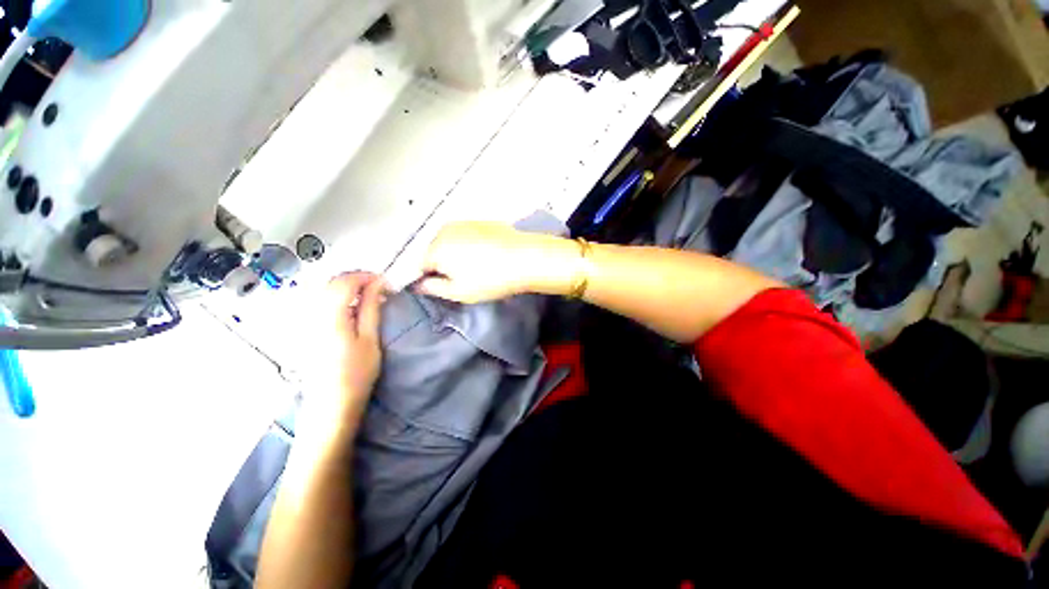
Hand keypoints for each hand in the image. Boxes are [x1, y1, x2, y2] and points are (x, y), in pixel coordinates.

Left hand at [308, 272, 386, 428]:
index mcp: (330, 316)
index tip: (384, 282)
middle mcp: (311, 314)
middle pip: (330, 283)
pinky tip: (349, 309)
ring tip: (366, 296)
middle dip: (355, 279)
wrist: (330, 404)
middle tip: (377, 288)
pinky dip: (335, 297)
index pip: (344, 282)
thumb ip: (371, 308)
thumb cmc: (356, 373)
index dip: (365, 277)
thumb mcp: (370, 339)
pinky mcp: (303, 330)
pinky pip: (317, 302)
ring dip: (345, 287)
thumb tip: (378, 284)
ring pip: (322, 290)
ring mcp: (304, 322)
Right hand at [418, 222, 572, 302]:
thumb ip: (434, 288)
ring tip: (478, 267)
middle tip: (463, 278)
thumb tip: (420, 285)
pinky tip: (487, 256)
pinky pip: (467, 235)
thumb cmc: (492, 278)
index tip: (445, 286)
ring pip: (451, 242)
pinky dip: (470, 245)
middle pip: (435, 251)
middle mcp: (446, 229)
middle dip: (443, 264)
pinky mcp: (481, 221)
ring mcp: (464, 222)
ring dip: (457, 254)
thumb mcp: (459, 292)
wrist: (525, 257)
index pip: (420, 265)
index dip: (430, 278)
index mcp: (436, 247)